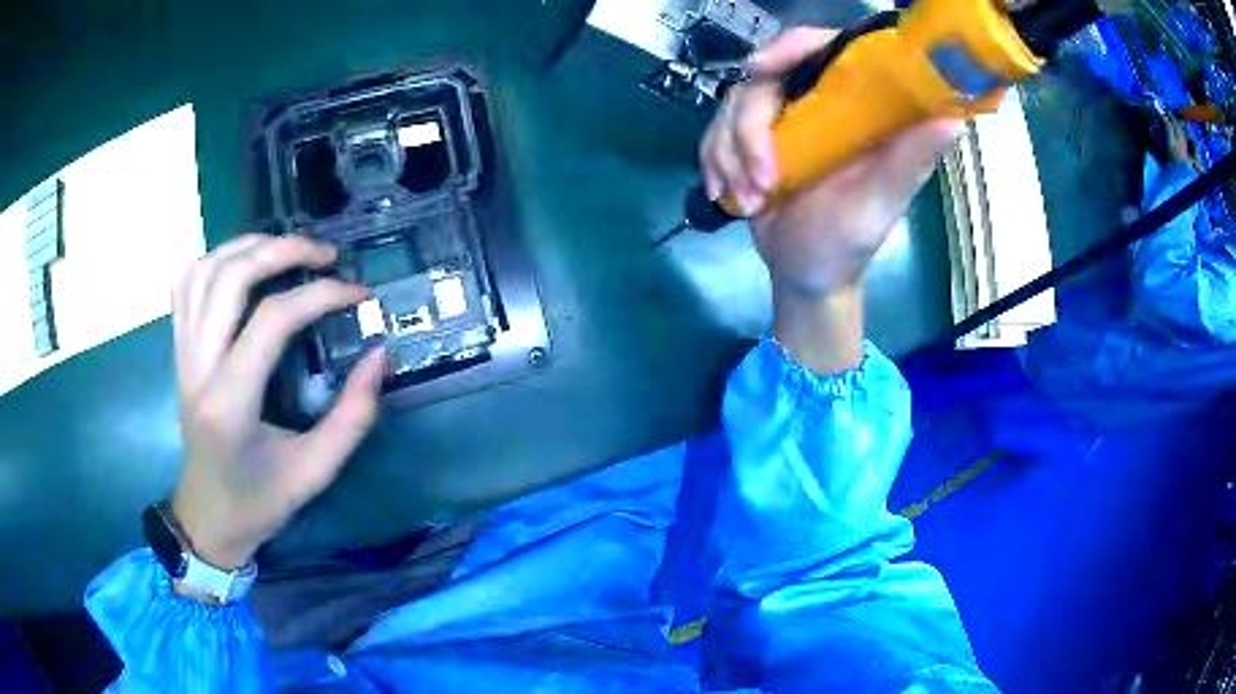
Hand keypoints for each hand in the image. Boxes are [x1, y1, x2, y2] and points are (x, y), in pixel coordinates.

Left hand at [170, 234, 385, 572]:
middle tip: (325, 254)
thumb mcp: (315, 471)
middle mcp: (198, 369)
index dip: (320, 295)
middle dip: (282, 251)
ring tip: (287, 248)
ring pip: (204, 271)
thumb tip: (380, 355)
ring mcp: (182, 355)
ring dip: (248, 246)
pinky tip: (243, 262)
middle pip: (231, 278)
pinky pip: (186, 285)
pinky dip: (216, 260)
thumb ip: (352, 416)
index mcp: (230, 404)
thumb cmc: (259, 502)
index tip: (358, 294)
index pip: (271, 320)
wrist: (208, 516)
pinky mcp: (178, 351)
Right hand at [700, 27, 960, 371]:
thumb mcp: (880, 202)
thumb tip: (954, 118)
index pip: (822, 48)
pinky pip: (715, 131)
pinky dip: (714, 163)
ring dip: (730, 156)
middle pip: (763, 79)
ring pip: (731, 105)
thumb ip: (909, 159)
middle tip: (763, 182)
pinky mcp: (750, 139)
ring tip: (750, 201)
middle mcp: (817, 102)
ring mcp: (780, 119)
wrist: (804, 274)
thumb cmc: (848, 242)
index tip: (759, 70)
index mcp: (855, 107)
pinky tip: (726, 195)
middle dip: (749, 131)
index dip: (789, 46)